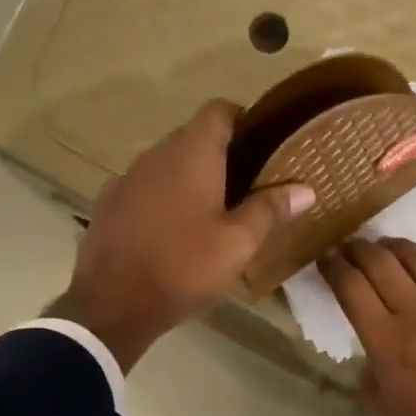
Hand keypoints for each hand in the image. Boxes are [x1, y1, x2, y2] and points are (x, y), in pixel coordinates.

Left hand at [50, 100, 314, 369]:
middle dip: (223, 155)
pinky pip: (147, 189)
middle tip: (251, 187)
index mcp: (191, 153)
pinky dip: (166, 199)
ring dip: (193, 179)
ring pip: (169, 165)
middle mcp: (156, 154)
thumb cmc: (184, 268)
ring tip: (215, 212)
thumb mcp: (238, 244)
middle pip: (194, 137)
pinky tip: (175, 232)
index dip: (245, 121)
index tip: (265, 148)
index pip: (220, 110)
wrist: (112, 304)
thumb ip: (270, 209)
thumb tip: (306, 188)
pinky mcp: (109, 204)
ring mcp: (127, 178)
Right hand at [322, 239, 415, 415]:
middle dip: (359, 248)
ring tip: (389, 244)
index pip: (351, 289)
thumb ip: (371, 385)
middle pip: (382, 264)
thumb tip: (370, 364)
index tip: (325, 258)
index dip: (333, 268)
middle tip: (350, 246)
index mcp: (386, 341)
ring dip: (401, 246)